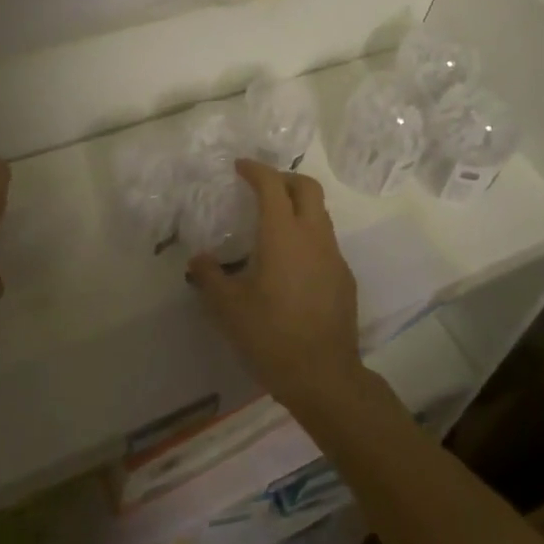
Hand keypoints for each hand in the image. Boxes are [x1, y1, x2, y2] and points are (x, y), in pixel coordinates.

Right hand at [189, 159, 364, 414]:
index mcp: (283, 235)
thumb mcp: (227, 307)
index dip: (255, 170)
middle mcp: (313, 237)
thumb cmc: (270, 336)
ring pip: (320, 214)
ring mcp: (334, 257)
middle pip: (307, 188)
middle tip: (261, 187)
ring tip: (272, 225)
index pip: (272, 185)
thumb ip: (209, 276)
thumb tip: (198, 260)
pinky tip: (290, 265)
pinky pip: (325, 243)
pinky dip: (307, 236)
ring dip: (297, 207)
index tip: (240, 167)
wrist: (323, 376)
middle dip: (284, 179)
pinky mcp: (344, 278)